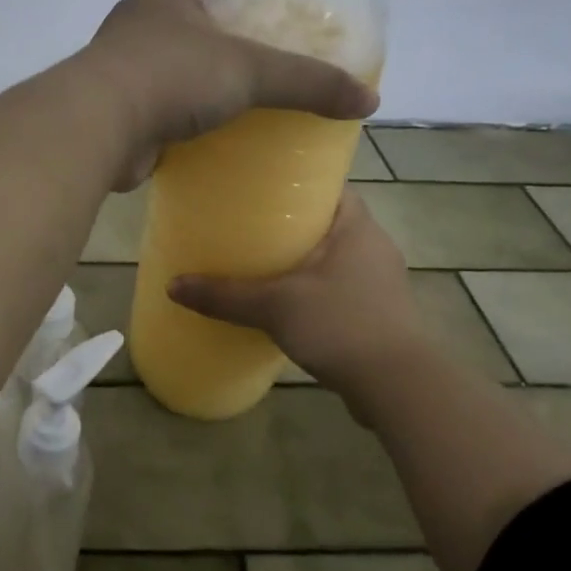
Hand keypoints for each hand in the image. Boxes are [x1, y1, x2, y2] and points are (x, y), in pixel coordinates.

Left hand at [81, 0, 377, 187]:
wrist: (99, 127)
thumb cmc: (172, 74)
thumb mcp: (250, 71)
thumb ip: (308, 81)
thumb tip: (369, 99)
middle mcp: (138, 24)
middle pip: (179, 12)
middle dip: (214, 25)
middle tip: (258, 45)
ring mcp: (121, 68)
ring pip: (165, 60)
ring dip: (194, 72)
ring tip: (238, 89)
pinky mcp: (117, 109)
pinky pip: (155, 104)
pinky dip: (179, 113)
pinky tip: (208, 130)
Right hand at [168, 193, 426, 399]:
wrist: (398, 387)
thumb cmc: (341, 324)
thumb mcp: (275, 306)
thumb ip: (224, 295)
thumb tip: (172, 285)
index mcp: (357, 226)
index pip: (330, 186)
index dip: (298, 183)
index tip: (262, 188)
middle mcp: (374, 246)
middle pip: (328, 221)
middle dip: (293, 223)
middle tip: (250, 225)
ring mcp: (380, 282)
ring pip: (334, 256)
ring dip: (304, 258)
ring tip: (262, 262)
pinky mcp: (380, 313)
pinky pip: (340, 286)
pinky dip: (315, 288)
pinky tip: (288, 302)